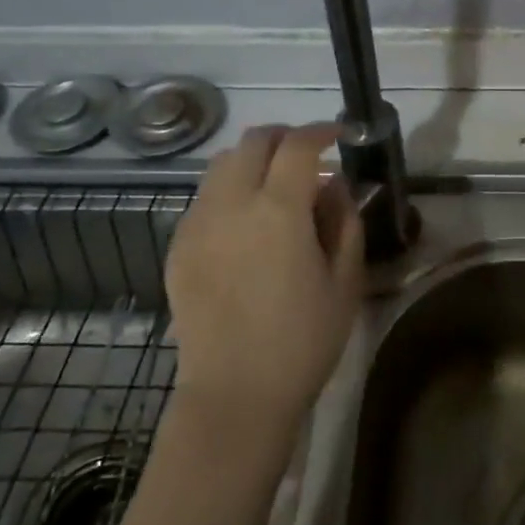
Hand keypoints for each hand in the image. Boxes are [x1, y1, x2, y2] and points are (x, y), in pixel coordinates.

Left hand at [165, 124, 365, 427]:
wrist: (236, 394)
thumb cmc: (303, 341)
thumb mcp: (344, 280)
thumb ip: (344, 221)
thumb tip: (335, 183)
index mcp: (278, 211)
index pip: (297, 145)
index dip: (321, 131)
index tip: (338, 136)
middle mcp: (231, 205)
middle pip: (253, 141)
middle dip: (284, 137)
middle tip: (307, 157)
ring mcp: (198, 223)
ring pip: (222, 164)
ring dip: (253, 160)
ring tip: (275, 186)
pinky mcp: (179, 246)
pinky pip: (205, 198)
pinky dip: (229, 190)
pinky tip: (246, 223)